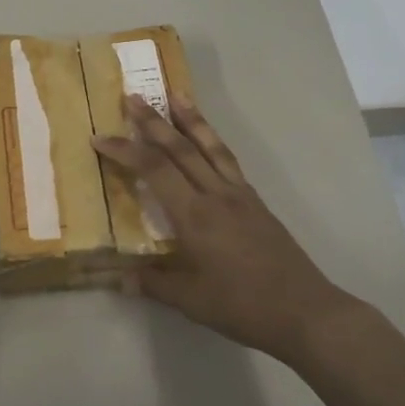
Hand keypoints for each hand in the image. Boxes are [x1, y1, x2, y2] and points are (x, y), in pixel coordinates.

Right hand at [93, 95, 370, 363]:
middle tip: (132, 97)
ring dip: (190, 119)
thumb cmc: (242, 306)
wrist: (304, 311)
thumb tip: (119, 278)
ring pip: (211, 147)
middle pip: (181, 148)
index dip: (125, 151)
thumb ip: (153, 283)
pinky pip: (228, 161)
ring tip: (176, 94)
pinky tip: (208, 140)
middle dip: (154, 121)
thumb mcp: (190, 300)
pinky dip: (213, 142)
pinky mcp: (255, 202)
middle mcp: (216, 195)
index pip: (154, 171)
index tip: (100, 138)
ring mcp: (240, 195)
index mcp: (195, 216)